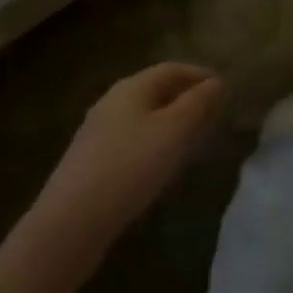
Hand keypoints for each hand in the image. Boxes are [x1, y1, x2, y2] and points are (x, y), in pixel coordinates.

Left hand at [34, 63, 225, 252]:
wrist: (69, 224)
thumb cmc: (129, 167)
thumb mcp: (173, 131)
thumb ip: (197, 103)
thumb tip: (217, 81)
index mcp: (132, 86)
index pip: (172, 69)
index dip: (199, 75)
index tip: (223, 89)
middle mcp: (112, 101)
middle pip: (156, 90)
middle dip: (186, 98)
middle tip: (212, 114)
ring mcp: (98, 131)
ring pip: (143, 116)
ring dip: (170, 122)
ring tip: (192, 140)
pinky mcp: (91, 161)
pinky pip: (131, 139)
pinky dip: (153, 142)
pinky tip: (159, 165)